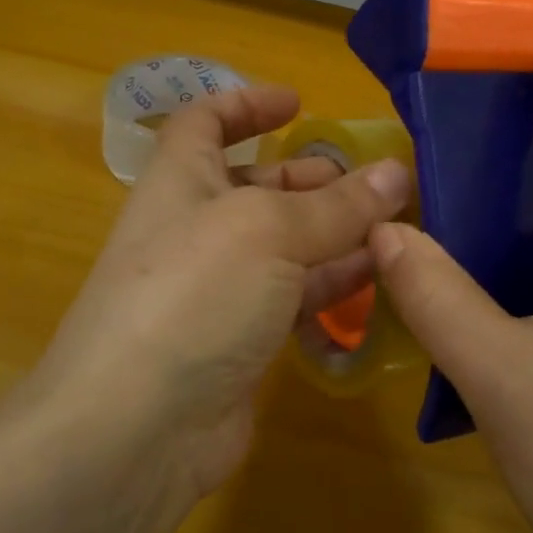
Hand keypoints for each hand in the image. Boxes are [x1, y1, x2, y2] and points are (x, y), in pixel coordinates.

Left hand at [37, 84, 409, 498]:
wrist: (136, 429)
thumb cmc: (194, 294)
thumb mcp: (269, 232)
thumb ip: (337, 205)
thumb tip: (396, 172)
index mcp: (182, 180)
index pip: (206, 122)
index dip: (246, 103)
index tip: (298, 103)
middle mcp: (195, 228)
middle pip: (256, 186)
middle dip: (312, 178)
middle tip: (375, 182)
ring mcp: (217, 288)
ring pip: (283, 245)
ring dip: (334, 233)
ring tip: (394, 229)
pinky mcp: (239, 340)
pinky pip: (292, 297)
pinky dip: (332, 285)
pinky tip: (379, 281)